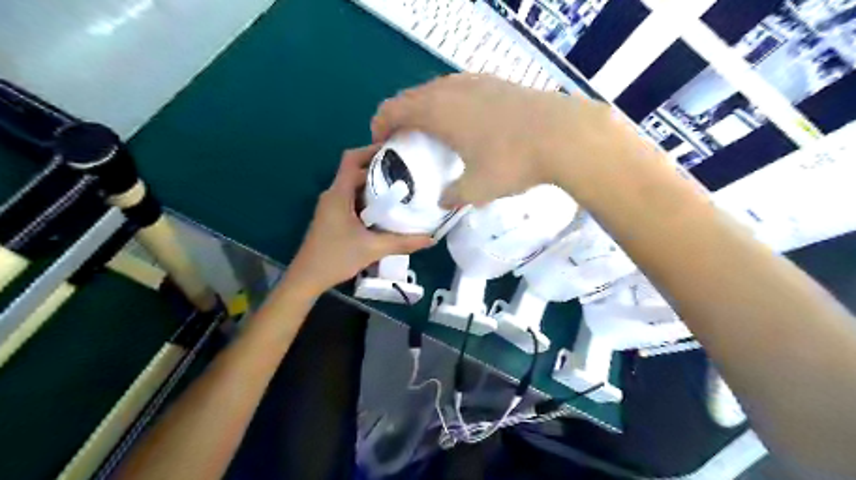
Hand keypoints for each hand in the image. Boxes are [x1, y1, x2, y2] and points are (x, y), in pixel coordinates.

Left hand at [286, 146, 434, 294]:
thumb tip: (431, 239)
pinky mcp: (333, 217)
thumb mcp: (373, 249)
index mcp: (339, 194)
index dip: (371, 149)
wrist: (307, 278)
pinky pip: (353, 200)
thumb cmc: (336, 258)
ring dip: (375, 186)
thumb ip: (403, 242)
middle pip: (356, 171)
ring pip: (355, 187)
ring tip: (401, 189)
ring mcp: (332, 206)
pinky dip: (369, 200)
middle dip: (380, 169)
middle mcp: (333, 194)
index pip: (352, 159)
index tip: (395, 150)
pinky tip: (386, 211)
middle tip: (406, 172)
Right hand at [372, 73, 630, 205]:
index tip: (380, 141)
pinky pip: (460, 88)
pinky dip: (450, 102)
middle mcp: (451, 90)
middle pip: (412, 96)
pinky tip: (464, 119)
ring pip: (437, 90)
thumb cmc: (511, 162)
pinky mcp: (497, 82)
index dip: (380, 124)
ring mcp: (476, 82)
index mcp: (438, 112)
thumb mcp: (477, 189)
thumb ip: (454, 195)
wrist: (563, 135)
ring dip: (425, 107)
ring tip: (431, 129)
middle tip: (402, 138)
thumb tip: (443, 201)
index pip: (394, 110)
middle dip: (400, 116)